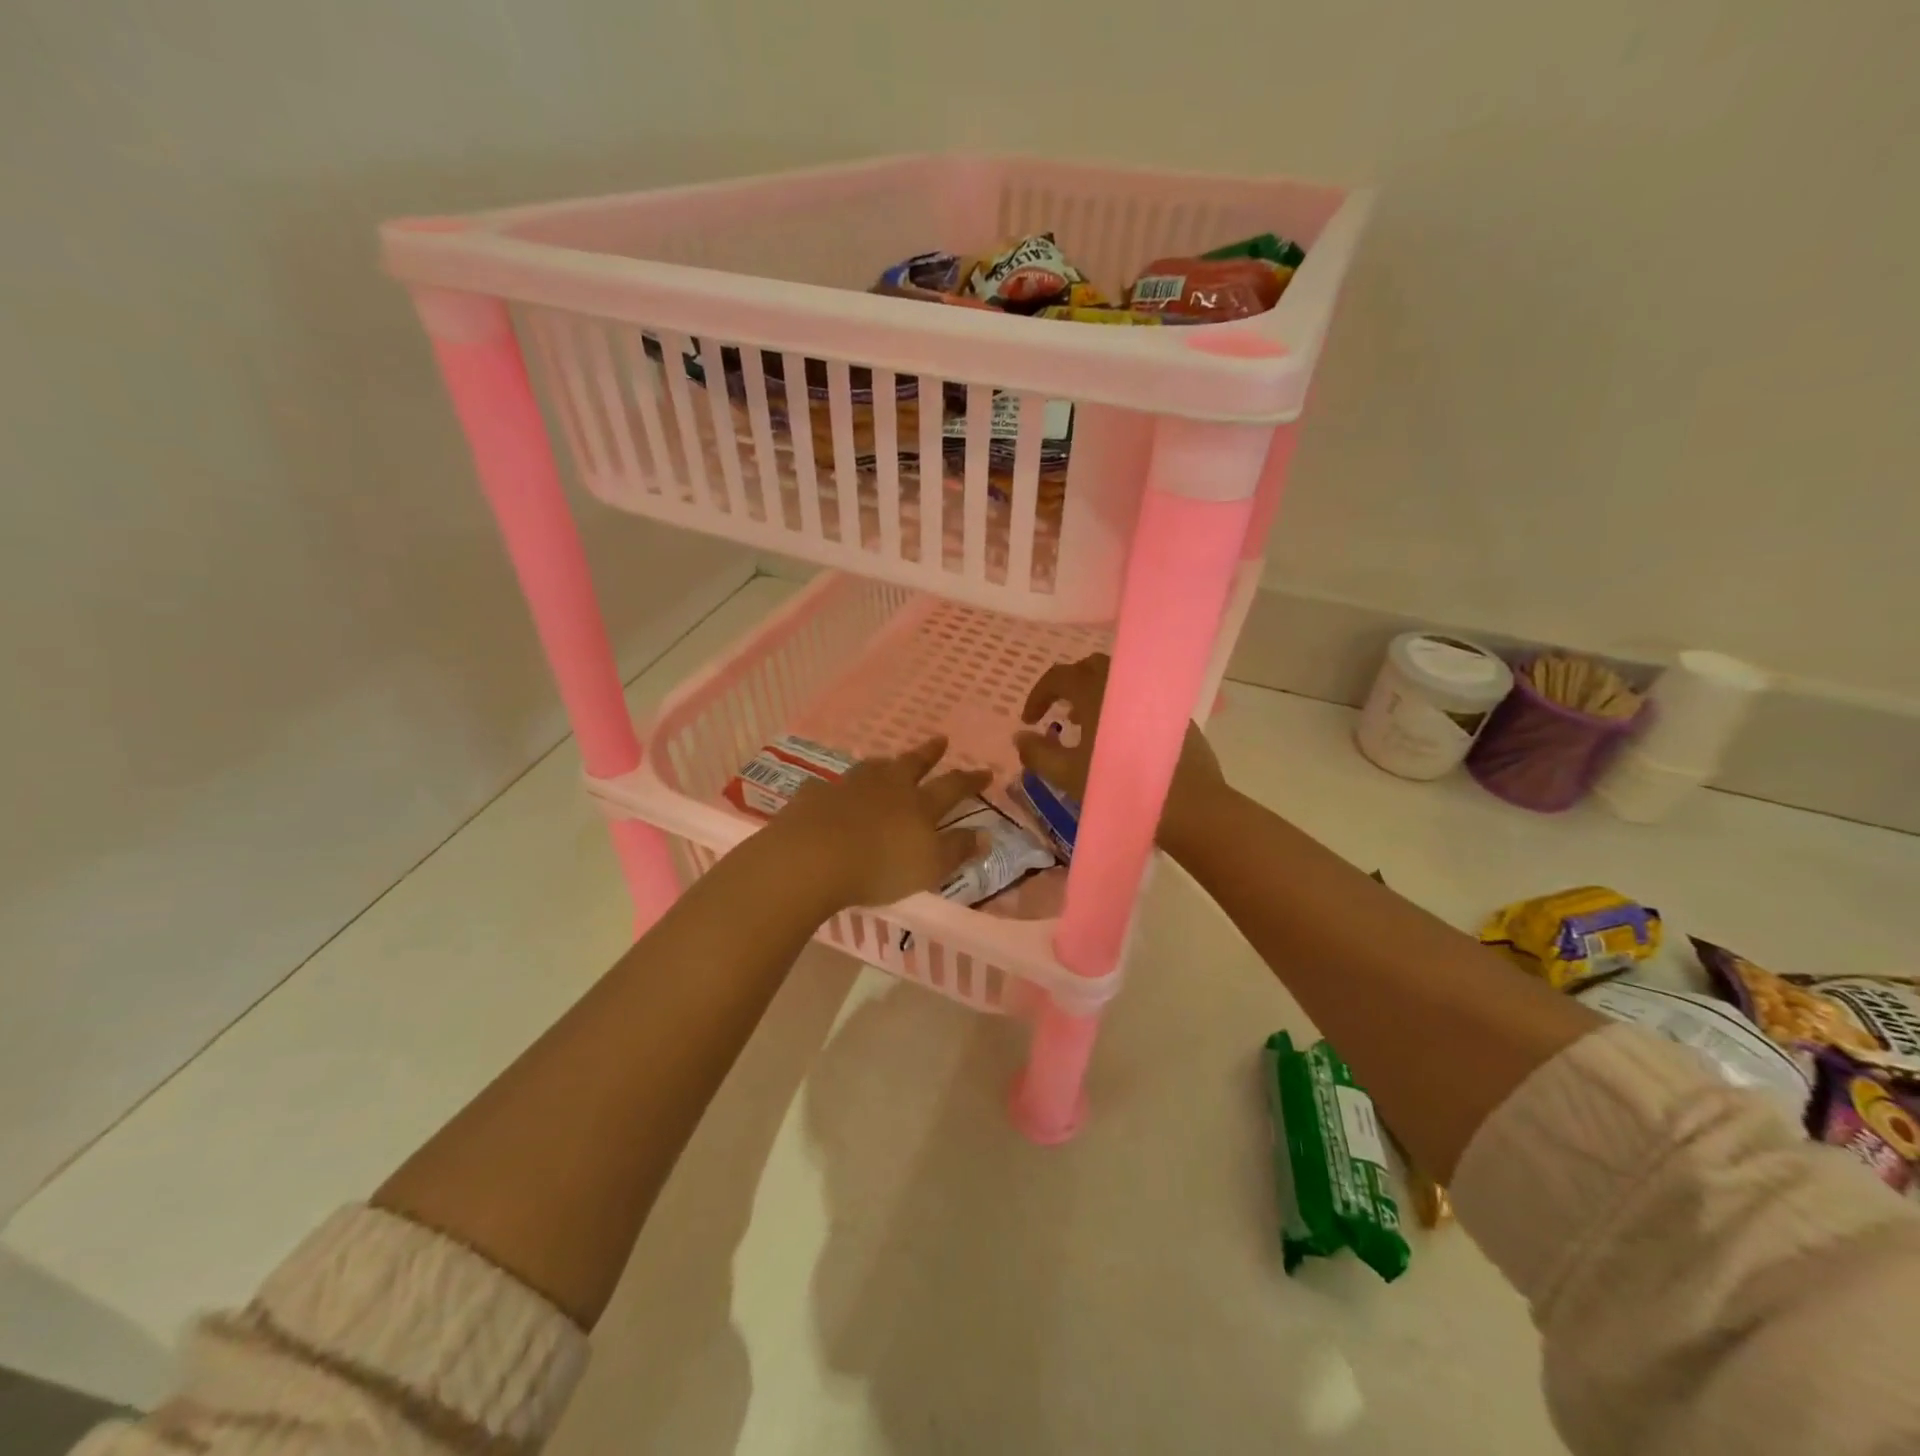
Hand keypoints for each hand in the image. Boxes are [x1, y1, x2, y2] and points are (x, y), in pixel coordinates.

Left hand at [764, 737, 989, 909]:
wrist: (812, 858)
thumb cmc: (879, 867)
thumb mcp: (929, 866)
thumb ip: (957, 849)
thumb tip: (986, 835)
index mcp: (918, 804)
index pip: (952, 787)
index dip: (970, 780)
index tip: (985, 771)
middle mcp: (887, 786)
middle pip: (912, 764)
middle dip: (929, 753)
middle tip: (941, 740)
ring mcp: (849, 786)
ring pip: (873, 768)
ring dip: (885, 764)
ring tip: (889, 761)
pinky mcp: (816, 795)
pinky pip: (831, 786)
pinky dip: (838, 788)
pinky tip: (834, 792)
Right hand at [1013, 653, 1226, 847]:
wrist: (1189, 805)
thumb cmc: (1120, 786)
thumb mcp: (1068, 775)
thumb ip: (1038, 753)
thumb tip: (1020, 736)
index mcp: (1095, 692)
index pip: (1058, 676)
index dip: (1038, 695)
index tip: (1029, 721)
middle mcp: (1125, 684)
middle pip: (1089, 668)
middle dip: (1068, 687)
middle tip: (1057, 715)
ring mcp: (1154, 697)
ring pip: (1117, 682)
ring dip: (1094, 697)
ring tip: (1084, 728)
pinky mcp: (1174, 715)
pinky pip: (1138, 698)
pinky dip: (1119, 708)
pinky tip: (1118, 741)